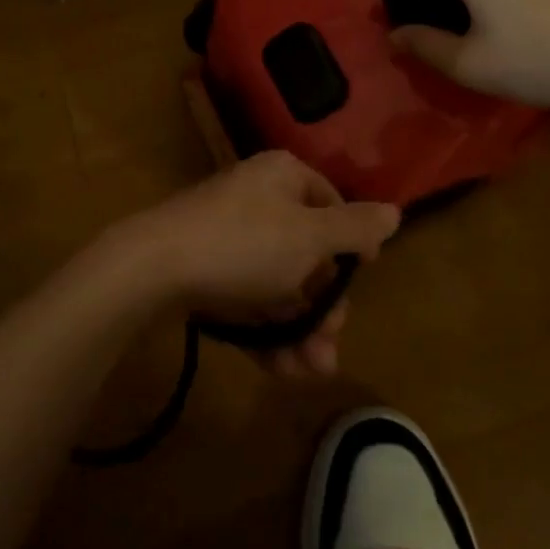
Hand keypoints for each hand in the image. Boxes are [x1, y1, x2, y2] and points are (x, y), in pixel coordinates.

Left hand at [120, 151, 398, 375]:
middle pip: (306, 252)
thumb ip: (355, 228)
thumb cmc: (243, 243)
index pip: (331, 204)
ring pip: (278, 283)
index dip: (350, 246)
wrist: (154, 266)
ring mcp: (229, 234)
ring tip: (308, 371)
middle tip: (330, 344)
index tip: (361, 281)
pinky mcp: (207, 268)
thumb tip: (396, 211)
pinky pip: (248, 297)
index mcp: (283, 177)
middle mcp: (258, 199)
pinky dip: (266, 329)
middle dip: (323, 306)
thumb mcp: (310, 237)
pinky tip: (280, 369)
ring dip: (299, 329)